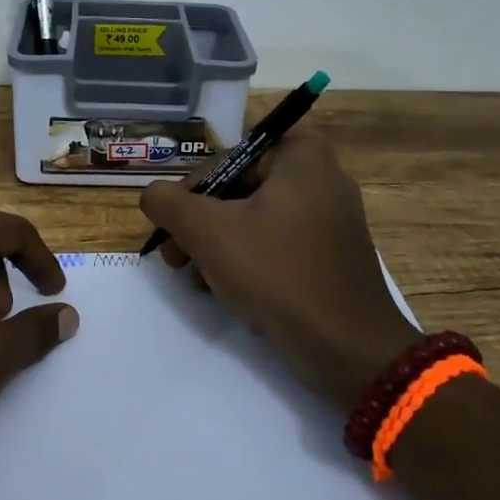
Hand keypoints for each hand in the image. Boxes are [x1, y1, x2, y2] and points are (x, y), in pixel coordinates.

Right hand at [139, 129, 418, 413]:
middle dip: (200, 221)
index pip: (231, 151)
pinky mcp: (331, 253)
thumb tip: (152, 194)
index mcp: (302, 155)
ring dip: (217, 244)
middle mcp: (321, 175)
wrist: (348, 348)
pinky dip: (248, 258)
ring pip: (256, 216)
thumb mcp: (208, 233)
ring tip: (193, 278)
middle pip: (241, 184)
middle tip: (173, 255)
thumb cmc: (277, 274)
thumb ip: (169, 203)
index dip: (196, 183)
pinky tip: (224, 290)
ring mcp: (330, 216)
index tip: (175, 219)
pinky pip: (278, 241)